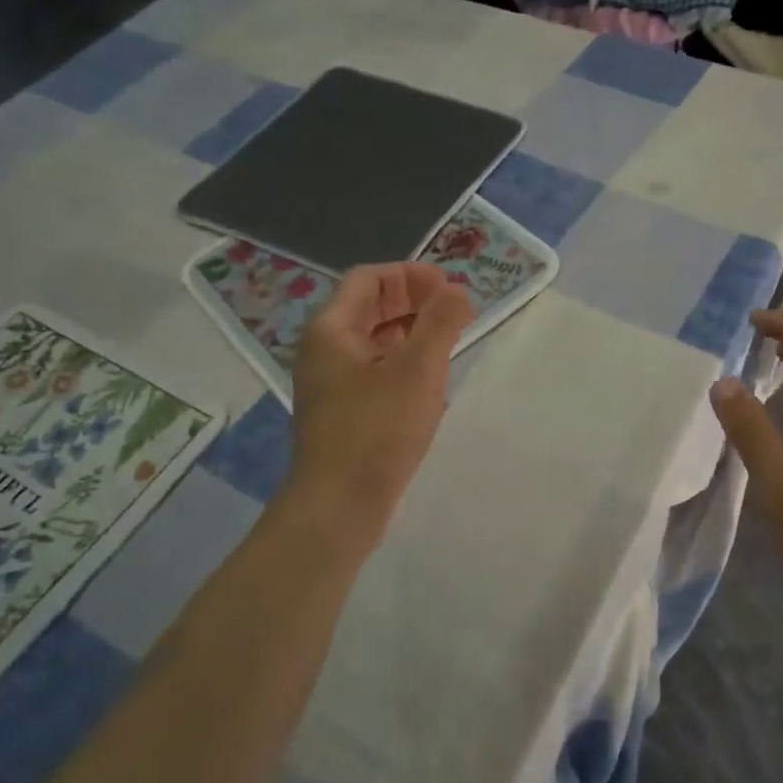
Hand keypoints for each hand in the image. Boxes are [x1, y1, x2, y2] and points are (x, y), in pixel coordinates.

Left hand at [288, 263, 472, 546]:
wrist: (338, 506)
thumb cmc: (376, 431)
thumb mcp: (417, 371)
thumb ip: (440, 324)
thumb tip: (456, 291)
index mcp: (332, 330)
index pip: (370, 279)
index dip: (411, 275)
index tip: (449, 288)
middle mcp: (325, 350)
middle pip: (370, 306)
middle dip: (414, 301)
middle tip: (455, 311)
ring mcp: (331, 382)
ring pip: (375, 340)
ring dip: (411, 331)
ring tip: (449, 340)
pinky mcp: (343, 411)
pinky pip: (375, 369)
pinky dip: (403, 361)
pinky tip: (429, 379)